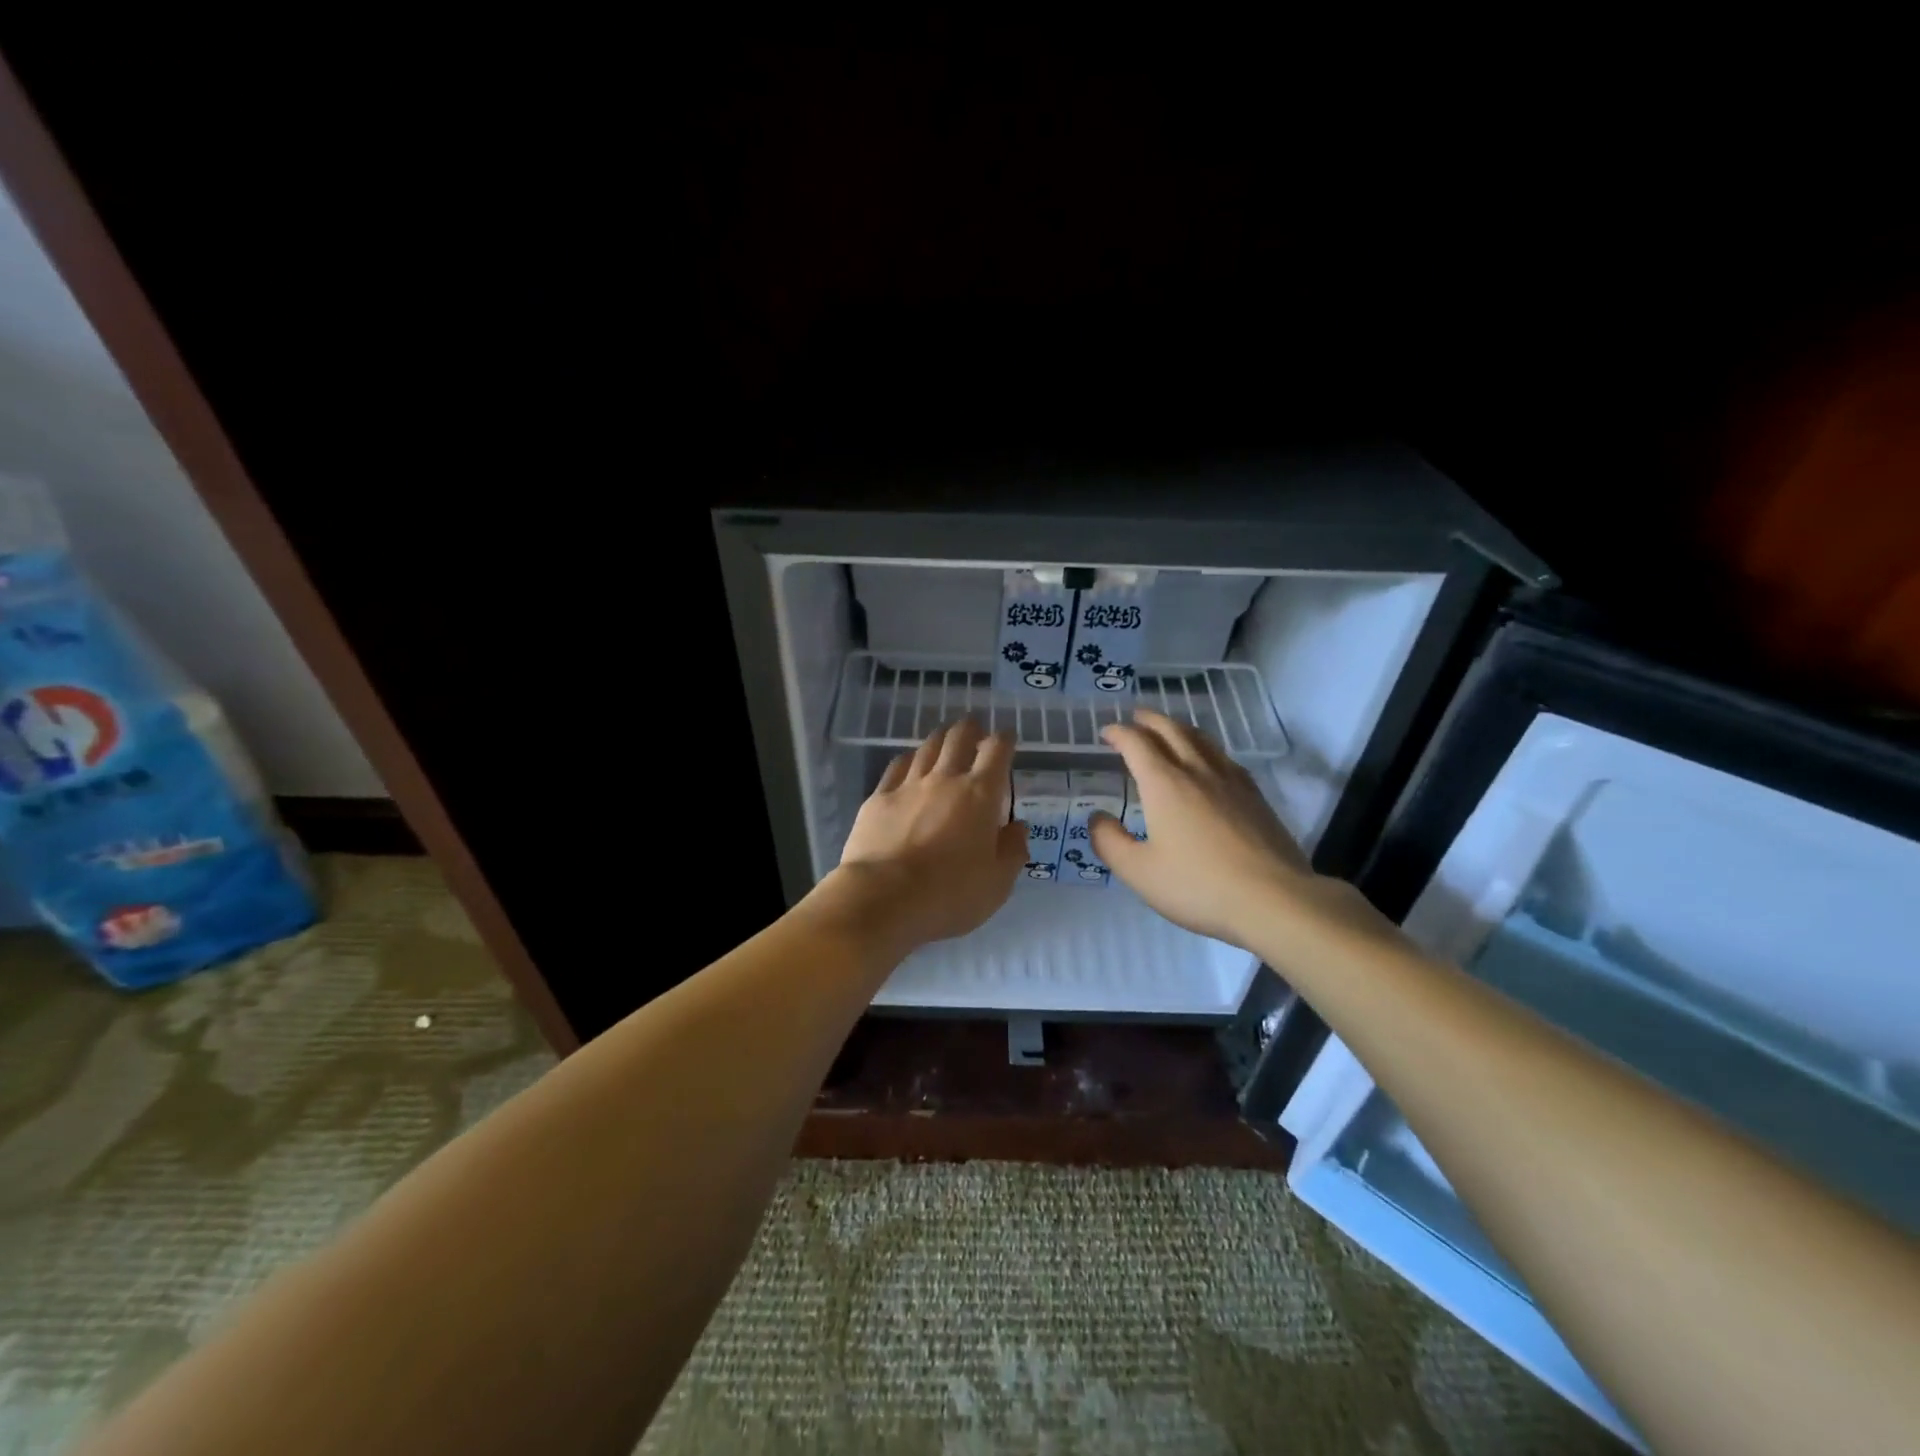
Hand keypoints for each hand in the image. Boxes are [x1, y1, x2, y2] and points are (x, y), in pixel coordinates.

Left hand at [819, 719, 1026, 952]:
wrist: (882, 898)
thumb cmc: (949, 895)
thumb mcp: (997, 884)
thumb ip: (1012, 851)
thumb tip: (1016, 827)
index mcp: (980, 796)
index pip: (997, 751)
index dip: (1004, 739)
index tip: (1007, 738)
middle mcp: (945, 780)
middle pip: (959, 738)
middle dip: (970, 729)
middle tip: (975, 730)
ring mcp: (908, 785)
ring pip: (927, 747)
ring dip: (940, 739)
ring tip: (945, 739)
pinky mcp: (878, 798)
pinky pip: (897, 766)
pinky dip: (909, 759)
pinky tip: (909, 762)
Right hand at [1088, 708, 1315, 947]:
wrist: (1274, 899)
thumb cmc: (1198, 886)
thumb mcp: (1139, 872)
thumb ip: (1110, 842)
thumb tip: (1097, 817)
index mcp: (1164, 785)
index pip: (1136, 744)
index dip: (1118, 733)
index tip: (1106, 733)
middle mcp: (1197, 772)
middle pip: (1172, 730)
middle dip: (1149, 720)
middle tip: (1135, 718)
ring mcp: (1232, 782)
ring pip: (1202, 740)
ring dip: (1179, 728)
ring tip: (1169, 730)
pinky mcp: (1256, 797)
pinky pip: (1225, 758)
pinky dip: (1206, 749)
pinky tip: (1210, 762)